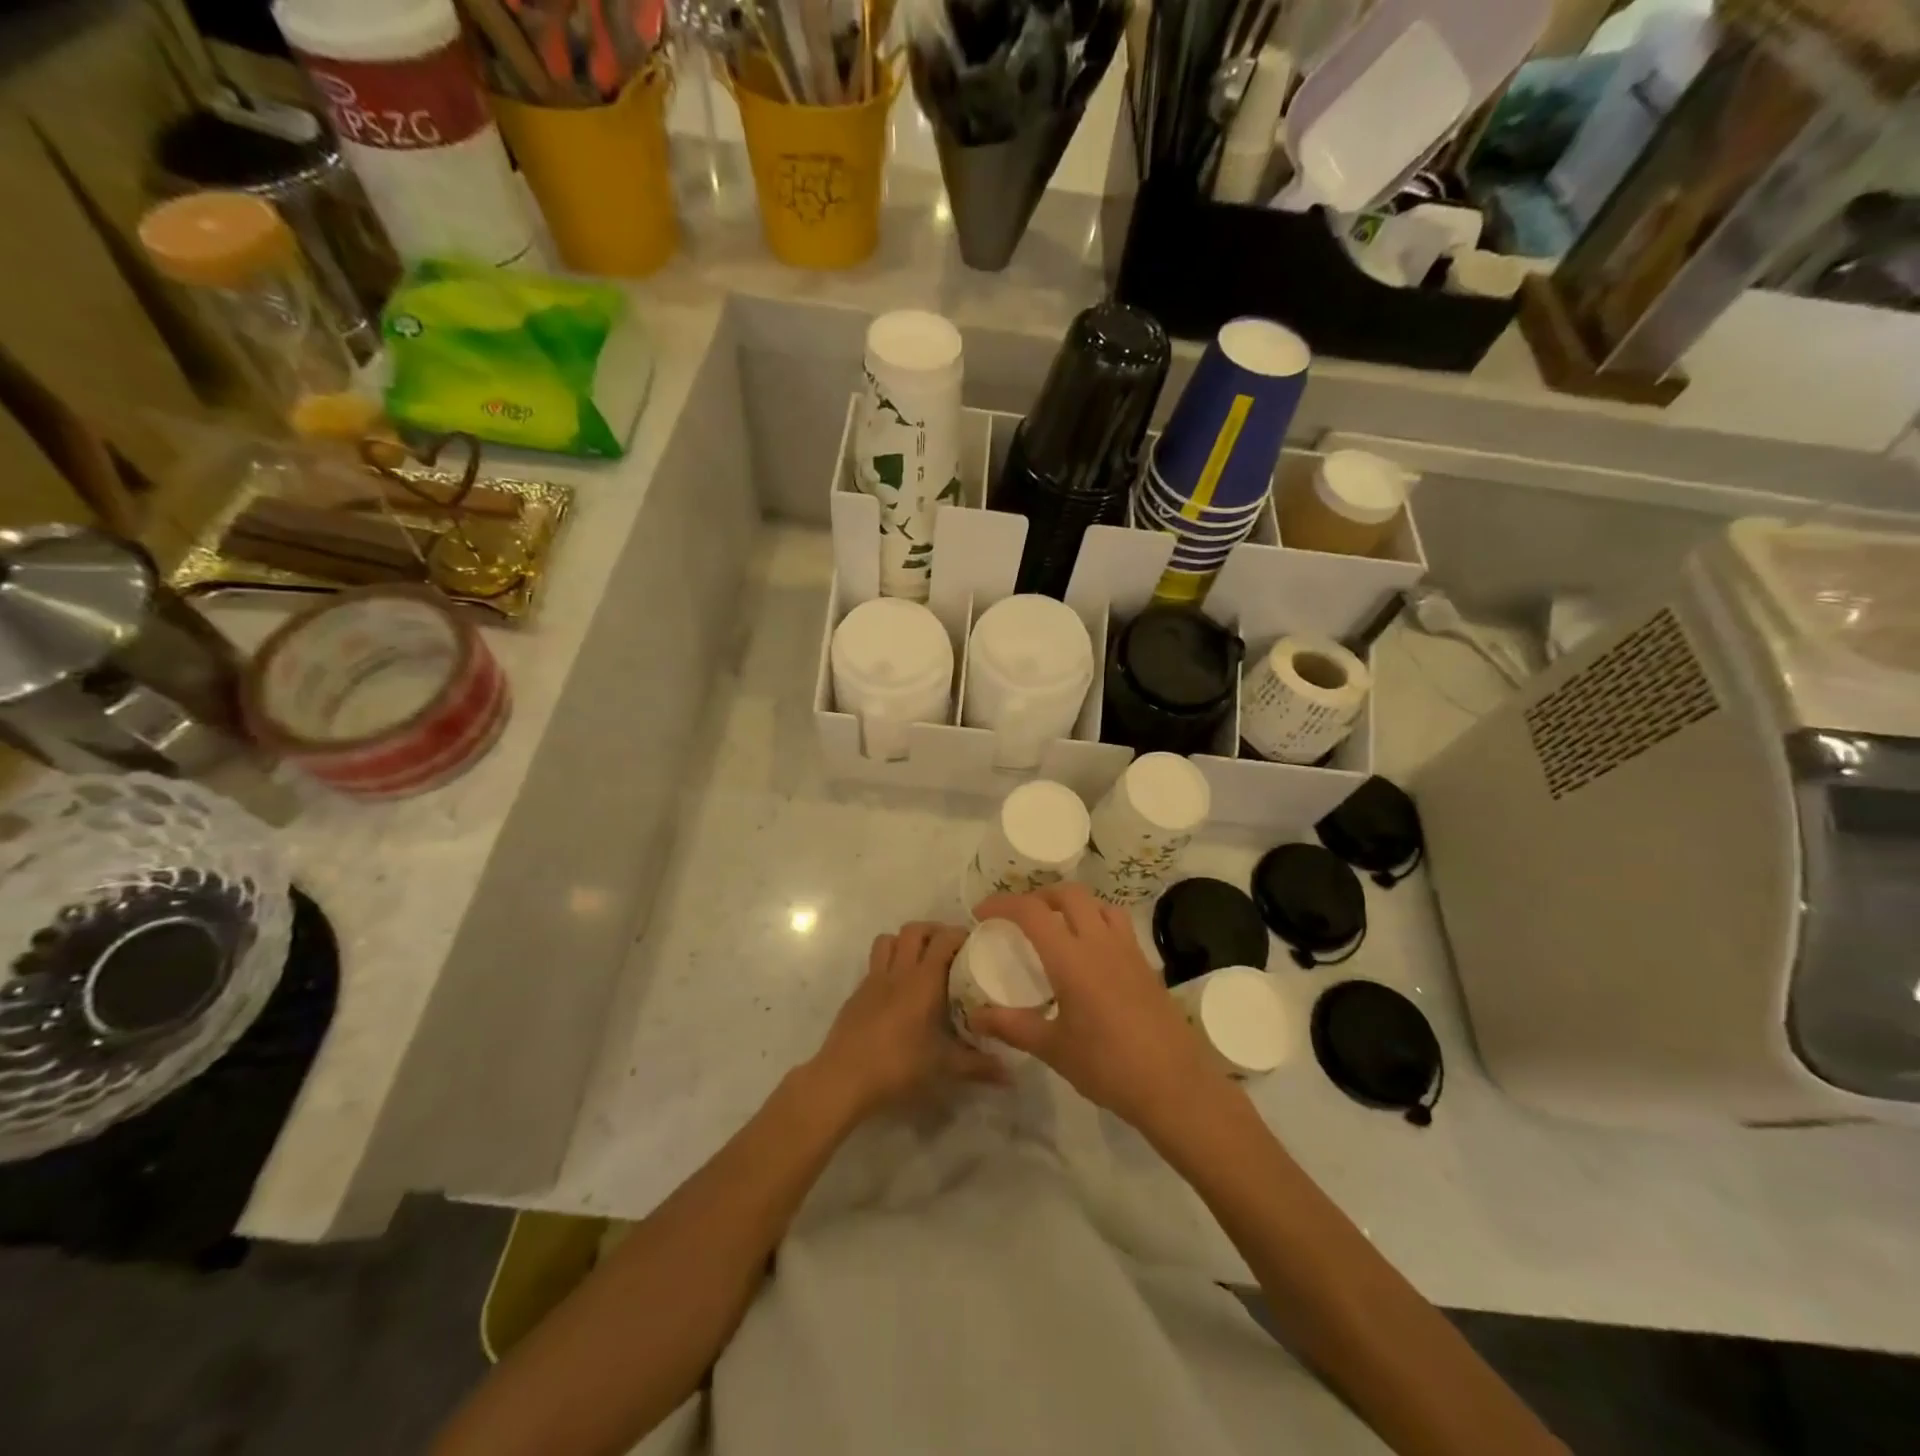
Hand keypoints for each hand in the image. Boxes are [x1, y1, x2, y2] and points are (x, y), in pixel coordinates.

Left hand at [812, 922, 1006, 1118]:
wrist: (843, 1078)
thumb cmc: (898, 1066)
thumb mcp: (944, 1067)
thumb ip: (979, 1066)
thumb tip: (1011, 1074)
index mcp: (923, 981)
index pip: (943, 939)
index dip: (960, 934)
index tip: (975, 944)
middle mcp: (898, 971)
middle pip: (914, 929)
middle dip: (933, 930)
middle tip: (949, 947)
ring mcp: (873, 980)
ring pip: (888, 940)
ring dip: (905, 941)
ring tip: (920, 959)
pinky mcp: (857, 994)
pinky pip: (874, 964)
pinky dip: (888, 965)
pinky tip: (897, 990)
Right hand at [968, 884, 1232, 1139]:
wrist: (1174, 1085)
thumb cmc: (1107, 1066)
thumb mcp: (1053, 1048)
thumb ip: (1013, 1026)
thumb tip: (975, 1017)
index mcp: (1071, 958)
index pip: (1032, 912)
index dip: (1003, 904)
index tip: (982, 912)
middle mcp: (1100, 942)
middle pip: (1069, 894)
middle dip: (1040, 896)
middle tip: (1020, 917)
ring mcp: (1128, 951)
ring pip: (1099, 904)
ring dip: (1074, 905)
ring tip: (1058, 928)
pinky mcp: (1146, 964)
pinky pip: (1118, 926)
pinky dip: (1097, 923)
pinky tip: (1091, 955)